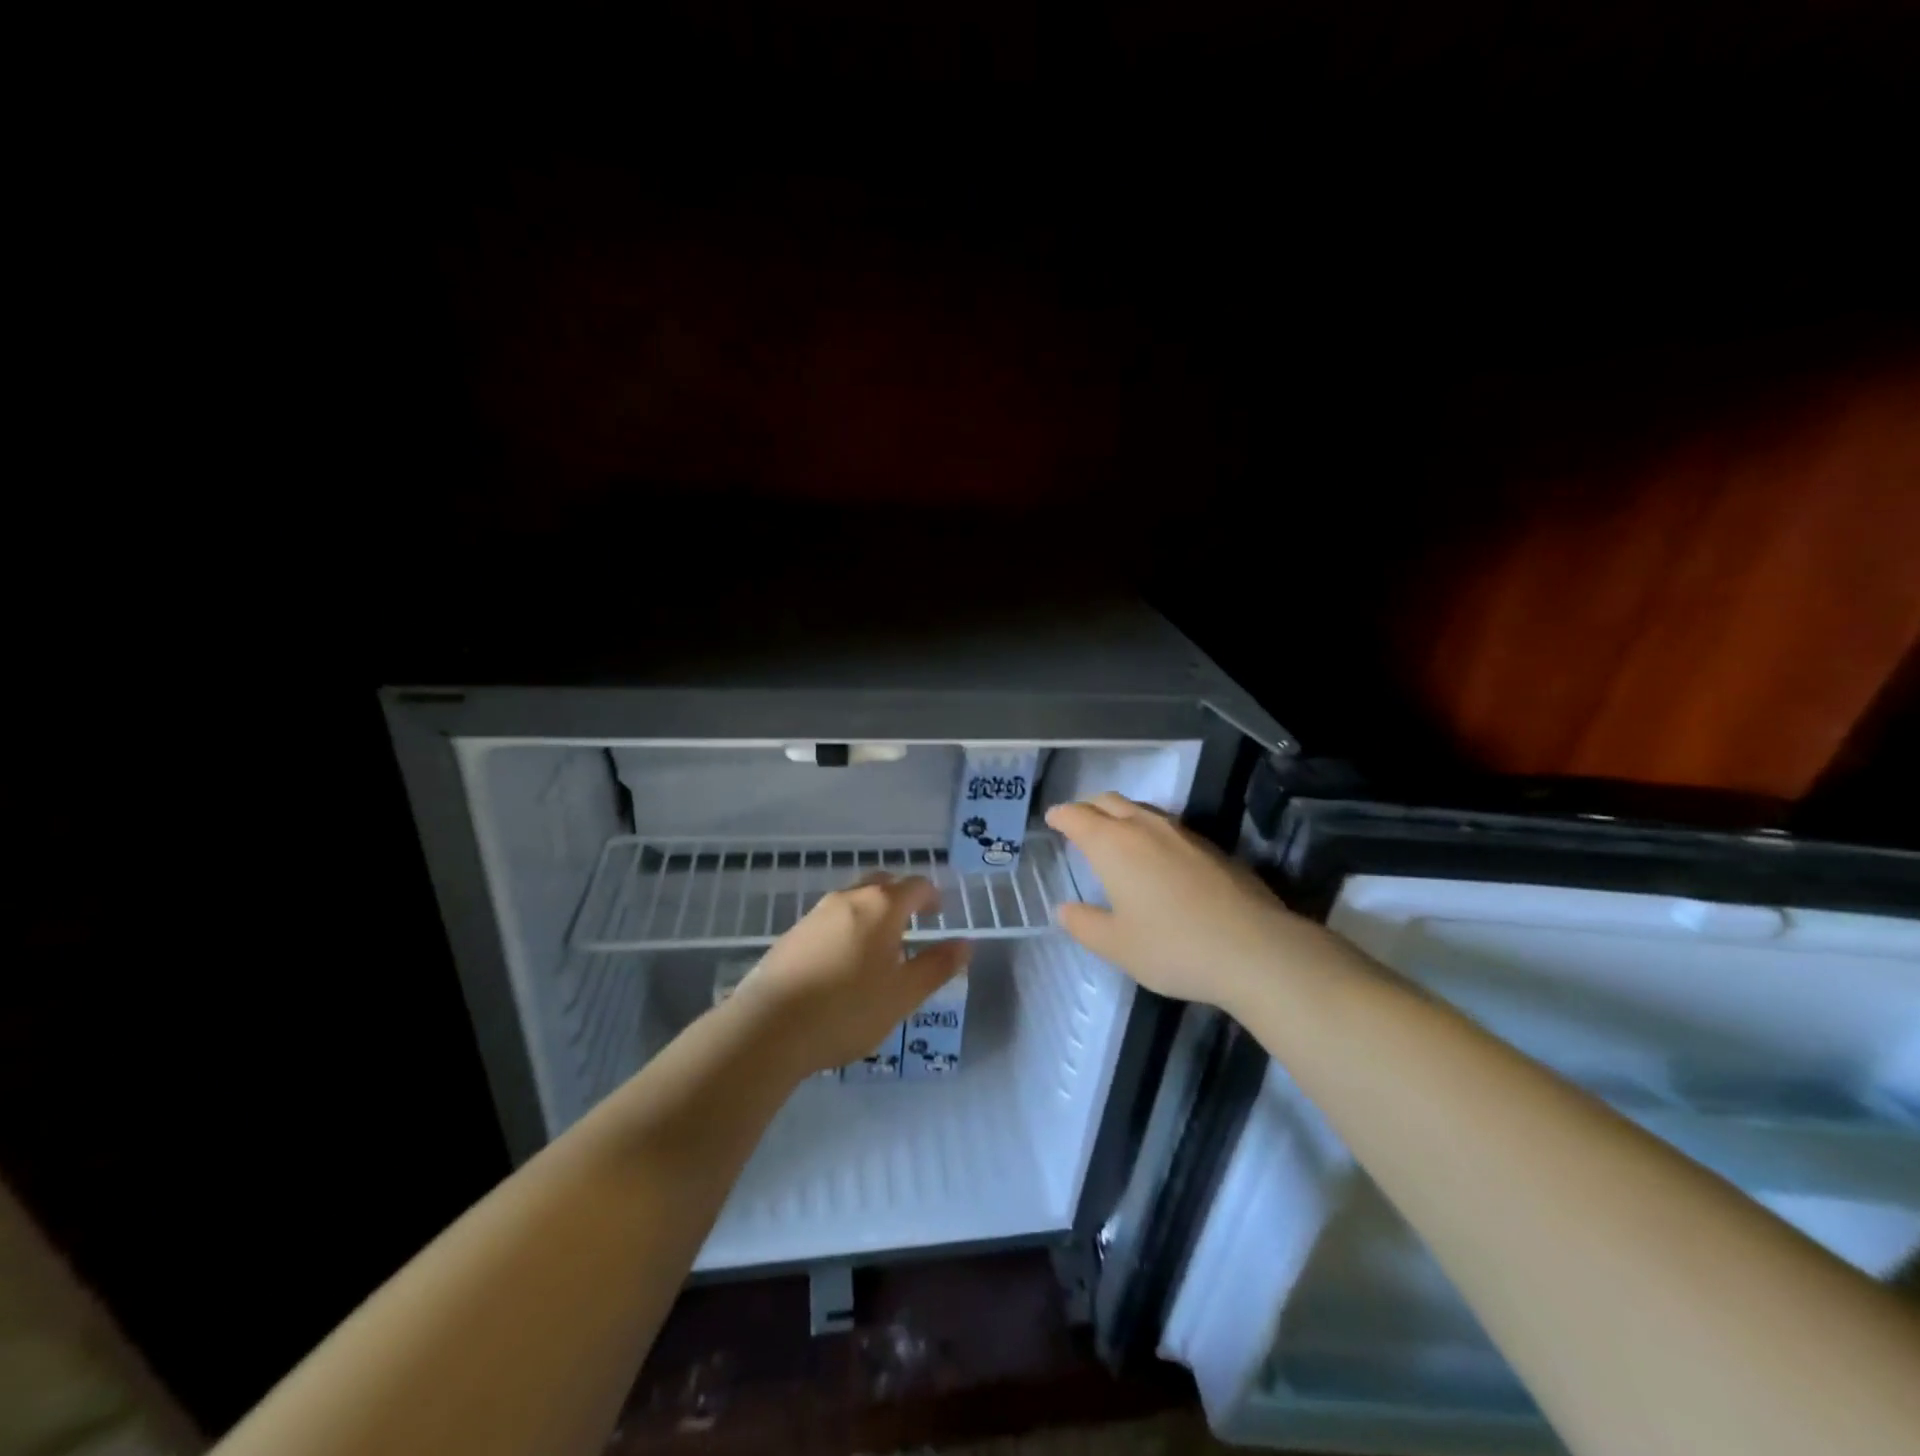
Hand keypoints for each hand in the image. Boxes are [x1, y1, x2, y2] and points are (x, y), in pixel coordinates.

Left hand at [730, 873, 970, 1077]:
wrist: (768, 1027)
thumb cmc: (847, 1010)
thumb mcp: (903, 995)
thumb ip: (936, 966)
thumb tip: (965, 944)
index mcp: (881, 906)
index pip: (916, 885)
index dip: (932, 897)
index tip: (939, 915)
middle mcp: (849, 898)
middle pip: (883, 883)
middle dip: (902, 897)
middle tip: (914, 923)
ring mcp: (816, 913)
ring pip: (854, 899)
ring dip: (873, 911)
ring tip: (881, 945)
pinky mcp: (793, 933)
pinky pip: (831, 918)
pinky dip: (849, 926)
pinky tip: (845, 960)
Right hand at [1045, 792, 1337, 1012]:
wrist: (1255, 949)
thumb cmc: (1173, 947)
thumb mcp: (1116, 945)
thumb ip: (1084, 924)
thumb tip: (1064, 909)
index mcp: (1113, 844)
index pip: (1077, 816)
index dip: (1061, 815)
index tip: (1052, 818)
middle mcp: (1145, 828)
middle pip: (1109, 801)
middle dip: (1088, 807)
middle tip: (1078, 822)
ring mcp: (1183, 833)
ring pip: (1142, 810)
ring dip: (1121, 815)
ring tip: (1115, 835)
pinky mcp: (1211, 847)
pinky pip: (1168, 826)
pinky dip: (1150, 831)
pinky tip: (1157, 857)